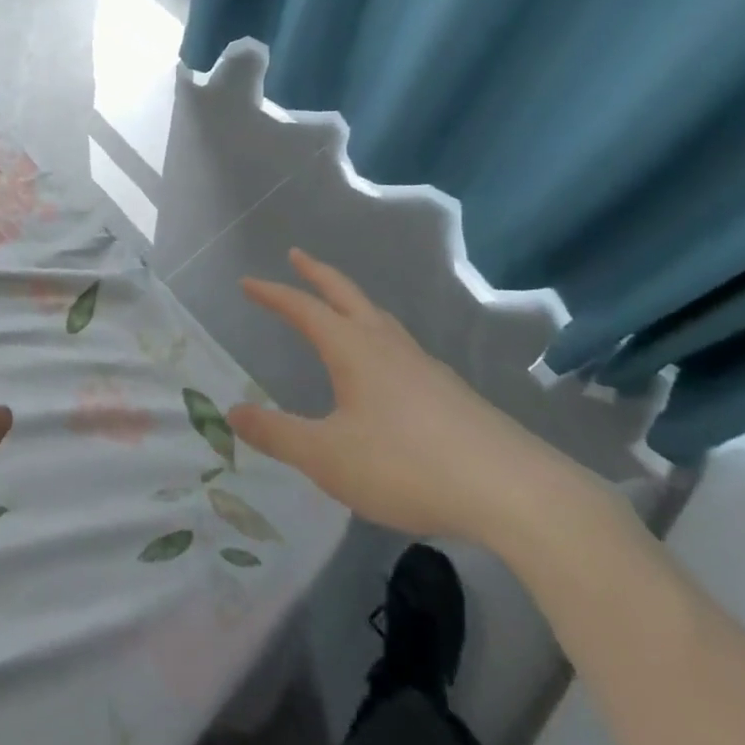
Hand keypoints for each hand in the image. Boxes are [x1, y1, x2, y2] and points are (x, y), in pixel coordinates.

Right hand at [228, 250, 590, 549]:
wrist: (511, 489)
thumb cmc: (407, 465)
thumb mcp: (328, 457)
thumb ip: (278, 435)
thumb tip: (233, 411)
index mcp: (352, 349)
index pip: (303, 308)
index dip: (273, 294)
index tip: (248, 282)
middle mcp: (386, 343)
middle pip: (345, 294)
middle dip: (316, 273)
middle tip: (297, 255)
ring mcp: (423, 363)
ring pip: (379, 317)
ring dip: (352, 301)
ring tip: (340, 306)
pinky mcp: (449, 389)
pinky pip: (401, 345)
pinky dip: (379, 334)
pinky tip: (389, 365)